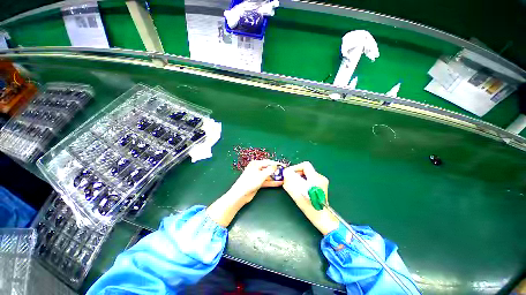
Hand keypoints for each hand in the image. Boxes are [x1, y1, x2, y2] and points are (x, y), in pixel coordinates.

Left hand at [228, 159, 283, 203]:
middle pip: (269, 169)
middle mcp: (256, 168)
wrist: (240, 194)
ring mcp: (257, 176)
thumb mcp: (261, 175)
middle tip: (285, 173)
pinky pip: (266, 181)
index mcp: (256, 164)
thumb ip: (270, 170)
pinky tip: (279, 183)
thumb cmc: (250, 182)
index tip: (284, 166)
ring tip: (284, 178)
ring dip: (275, 177)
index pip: (268, 162)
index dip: (276, 164)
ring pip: (268, 175)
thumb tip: (276, 166)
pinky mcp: (258, 182)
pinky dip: (272, 182)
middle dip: (276, 171)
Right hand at [283, 162, 338, 234]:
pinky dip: (303, 180)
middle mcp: (320, 178)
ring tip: (293, 184)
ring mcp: (322, 181)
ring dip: (299, 177)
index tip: (289, 173)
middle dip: (296, 172)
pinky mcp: (321, 185)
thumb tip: (285, 174)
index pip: (305, 165)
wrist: (322, 217)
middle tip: (289, 179)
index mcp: (315, 179)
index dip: (295, 167)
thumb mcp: (297, 195)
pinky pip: (310, 178)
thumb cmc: (310, 207)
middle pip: (306, 169)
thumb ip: (289, 183)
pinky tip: (300, 187)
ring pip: (307, 173)